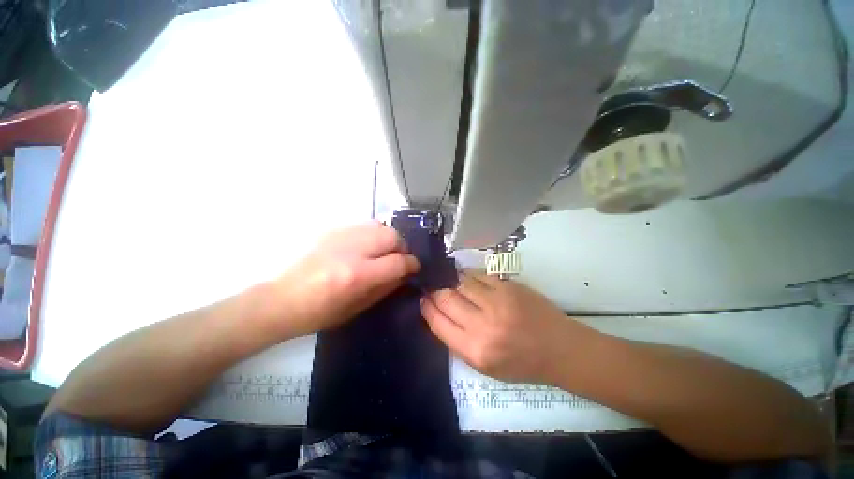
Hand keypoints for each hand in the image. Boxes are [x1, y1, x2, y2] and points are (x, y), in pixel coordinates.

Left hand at [275, 222, 419, 337]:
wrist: (281, 299)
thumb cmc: (320, 313)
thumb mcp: (357, 308)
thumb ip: (386, 287)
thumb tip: (405, 273)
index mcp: (358, 275)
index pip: (398, 261)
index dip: (412, 264)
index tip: (414, 267)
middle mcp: (352, 250)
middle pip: (392, 237)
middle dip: (402, 248)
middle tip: (399, 258)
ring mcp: (341, 237)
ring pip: (380, 226)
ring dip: (389, 238)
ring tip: (385, 251)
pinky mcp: (332, 231)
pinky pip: (364, 225)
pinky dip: (374, 234)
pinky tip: (368, 245)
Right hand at [421, 271, 596, 384]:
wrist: (559, 349)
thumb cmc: (521, 363)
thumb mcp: (484, 366)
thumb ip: (457, 341)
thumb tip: (437, 314)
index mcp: (475, 351)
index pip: (438, 323)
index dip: (427, 308)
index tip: (423, 299)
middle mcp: (483, 325)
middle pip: (446, 298)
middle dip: (435, 291)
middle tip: (433, 288)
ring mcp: (497, 302)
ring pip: (460, 282)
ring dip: (451, 281)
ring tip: (450, 282)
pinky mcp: (508, 287)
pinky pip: (478, 275)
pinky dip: (469, 275)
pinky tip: (468, 278)